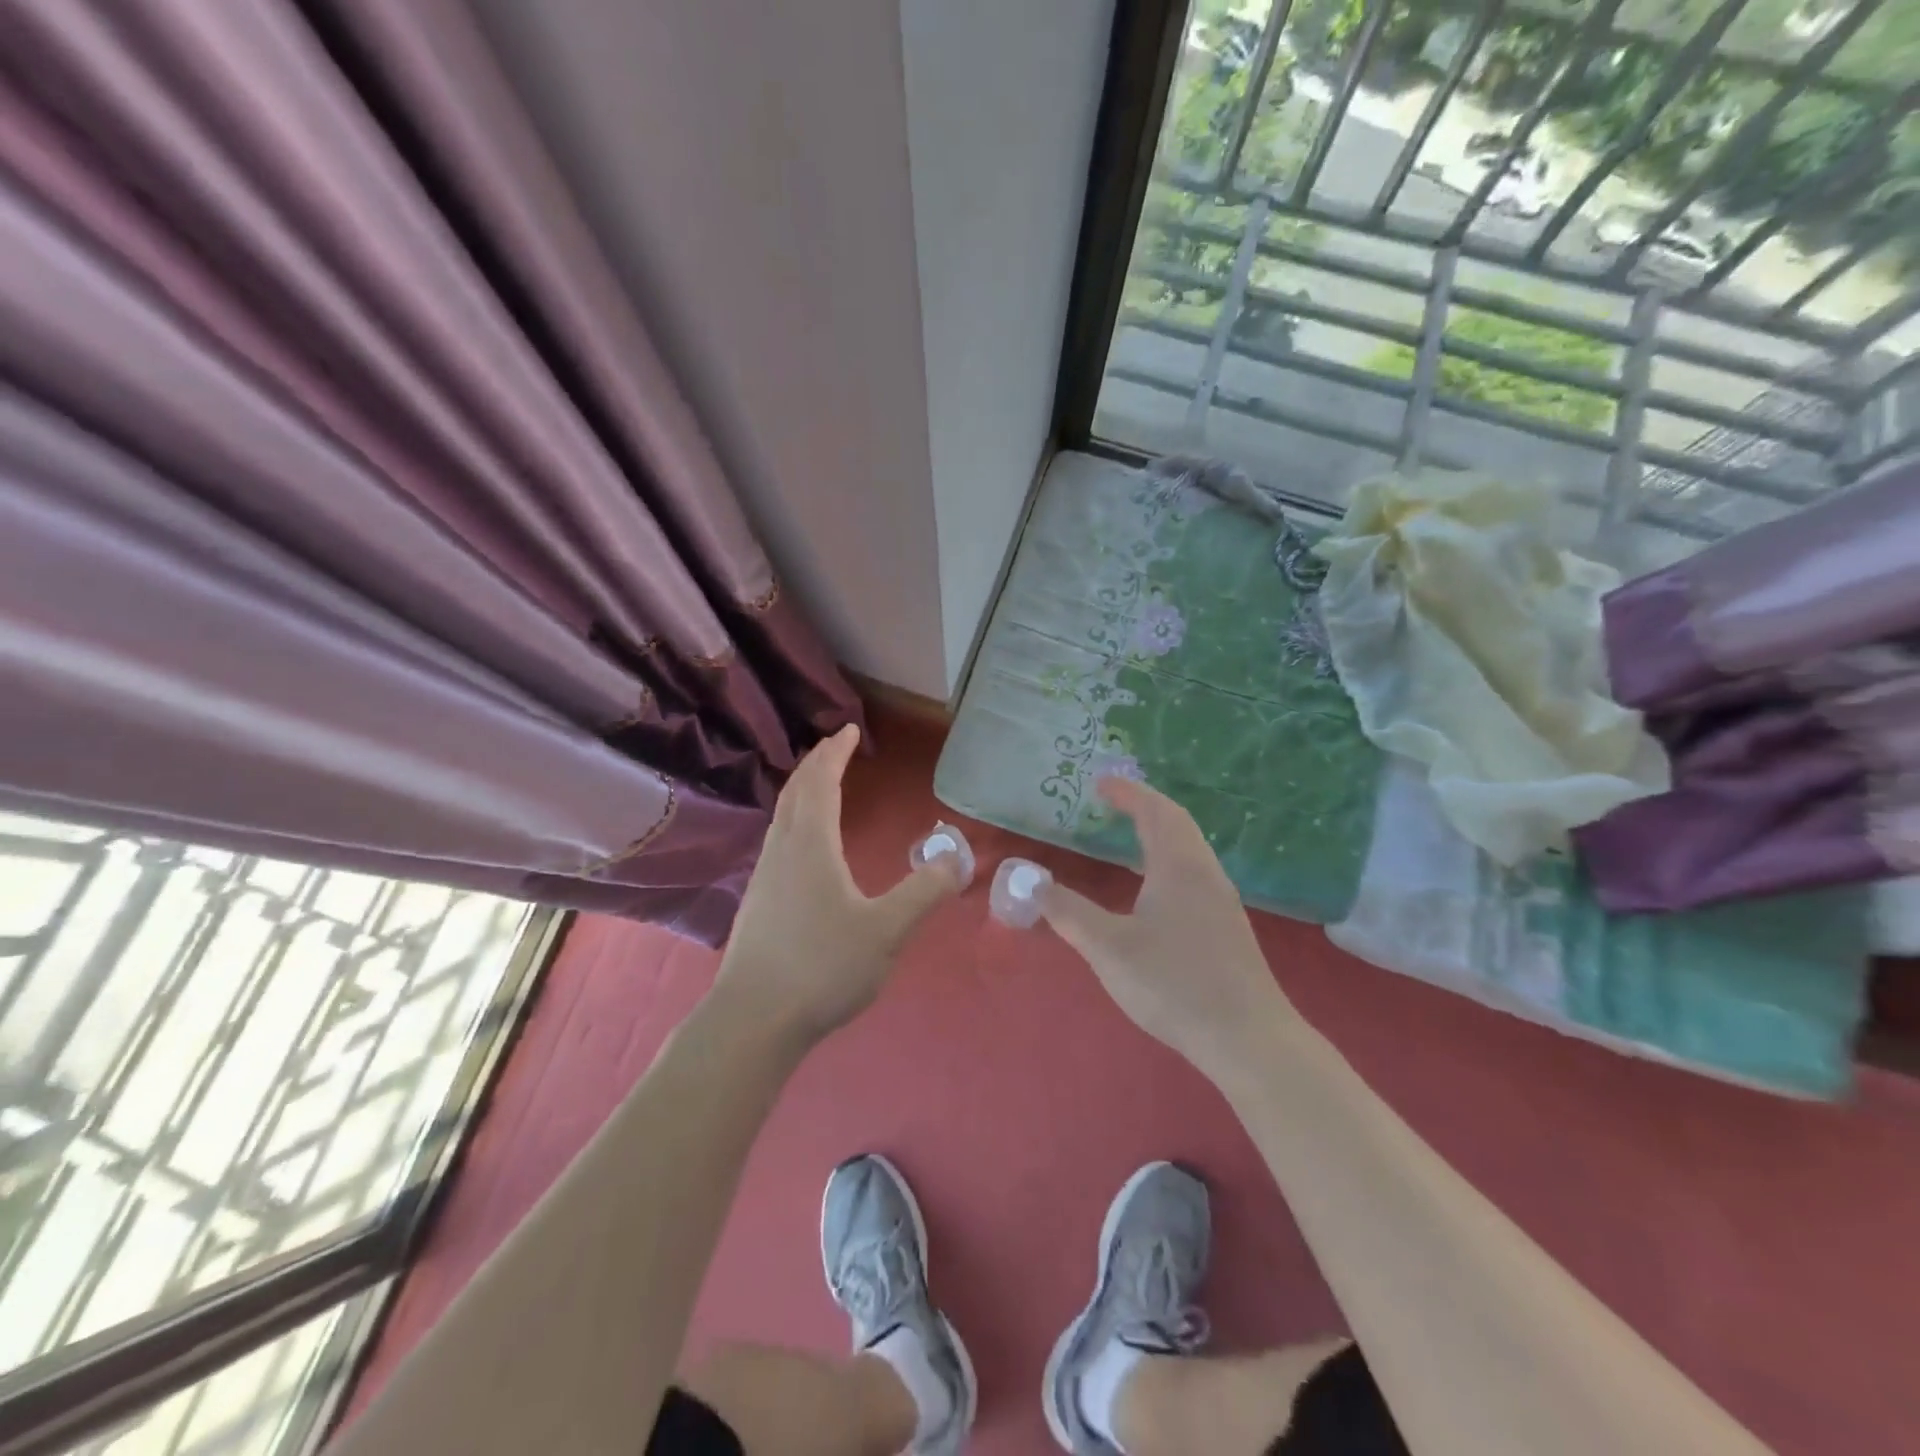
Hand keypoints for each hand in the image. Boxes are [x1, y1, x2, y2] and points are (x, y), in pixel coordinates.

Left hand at [715, 724, 961, 1046]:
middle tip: (835, 745)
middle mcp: (782, 851)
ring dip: (802, 791)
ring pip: (782, 817)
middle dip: (815, 763)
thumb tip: (957, 857)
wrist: (753, 1020)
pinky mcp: (757, 903)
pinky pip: (778, 841)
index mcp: (811, 846)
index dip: (835, 754)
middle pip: (795, 793)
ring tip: (820, 786)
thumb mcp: (887, 931)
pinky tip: (804, 847)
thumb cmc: (822, 967)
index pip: (821, 784)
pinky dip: (794, 820)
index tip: (849, 730)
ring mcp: (764, 877)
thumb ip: (925, 892)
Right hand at [1042, 777, 1291, 1081]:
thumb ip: (1068, 912)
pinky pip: (1194, 873)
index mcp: (1179, 867)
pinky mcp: (1227, 928)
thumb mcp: (1109, 948)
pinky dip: (1169, 860)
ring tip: (1130, 839)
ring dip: (1160, 834)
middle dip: (1144, 806)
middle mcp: (1205, 874)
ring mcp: (1222, 901)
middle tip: (1113, 803)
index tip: (1100, 784)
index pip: (1155, 811)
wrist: (1248, 1038)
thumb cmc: (1174, 984)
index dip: (1127, 793)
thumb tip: (1030, 882)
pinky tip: (1154, 891)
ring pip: (1190, 850)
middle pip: (1178, 824)